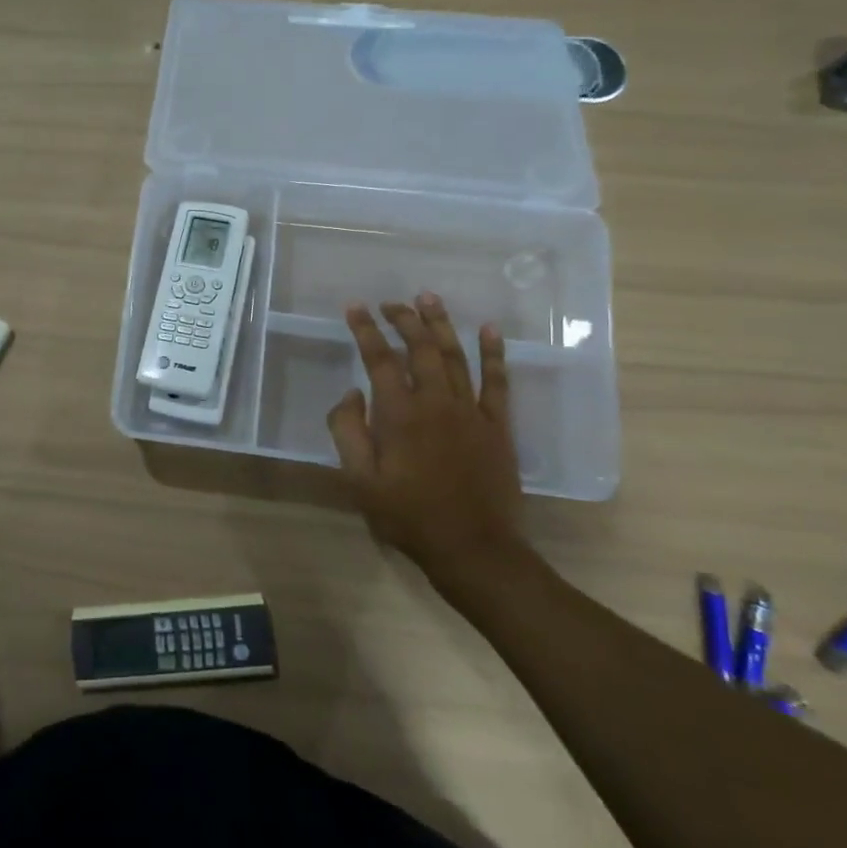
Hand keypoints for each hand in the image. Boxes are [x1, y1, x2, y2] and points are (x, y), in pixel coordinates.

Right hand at [327, 295, 529, 598]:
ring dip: (441, 324)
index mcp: (400, 414)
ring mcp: (471, 411)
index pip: (379, 359)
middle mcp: (436, 402)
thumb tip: (351, 393)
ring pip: (456, 355)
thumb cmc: (408, 516)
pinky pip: (498, 381)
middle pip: (420, 348)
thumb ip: (348, 431)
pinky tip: (489, 330)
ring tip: (429, 298)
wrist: (474, 549)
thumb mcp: (360, 480)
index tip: (355, 307)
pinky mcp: (497, 426)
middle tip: (390, 302)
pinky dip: (494, 353)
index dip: (365, 330)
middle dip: (403, 319)